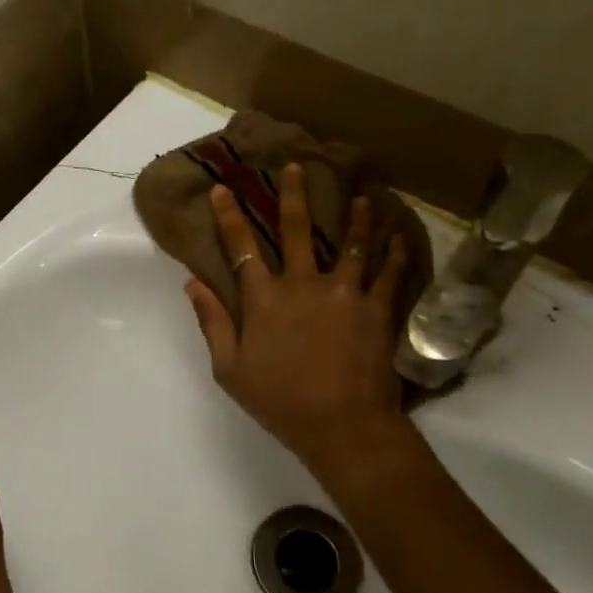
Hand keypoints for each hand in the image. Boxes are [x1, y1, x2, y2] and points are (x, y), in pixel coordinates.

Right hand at [185, 163, 410, 479]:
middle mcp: (303, 284)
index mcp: (264, 299)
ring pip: (351, 244)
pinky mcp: (376, 309)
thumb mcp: (230, 369)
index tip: (222, 189)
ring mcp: (343, 293)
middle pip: (297, 230)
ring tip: (360, 196)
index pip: (241, 248)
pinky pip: (388, 274)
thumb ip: (212, 323)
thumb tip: (193, 283)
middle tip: (296, 166)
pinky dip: (394, 253)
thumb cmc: (280, 401)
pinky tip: (400, 236)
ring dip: (354, 217)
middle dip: (292, 195)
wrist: (342, 425)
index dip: (229, 217)